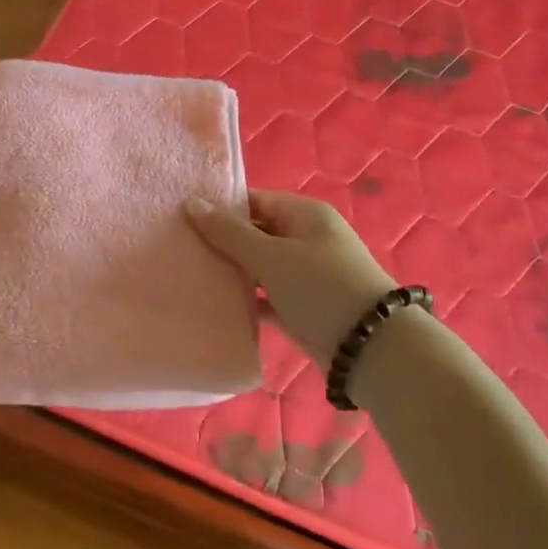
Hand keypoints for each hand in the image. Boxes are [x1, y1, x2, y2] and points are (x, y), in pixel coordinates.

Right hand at [186, 190, 395, 364]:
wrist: (370, 347)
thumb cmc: (320, 287)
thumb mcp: (271, 256)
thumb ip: (229, 233)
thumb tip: (191, 203)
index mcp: (304, 215)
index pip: (254, 201)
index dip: (220, 208)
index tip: (181, 218)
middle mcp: (305, 239)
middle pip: (254, 233)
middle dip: (220, 241)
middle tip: (177, 248)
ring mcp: (303, 274)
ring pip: (257, 267)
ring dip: (230, 272)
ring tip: (187, 274)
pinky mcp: (299, 306)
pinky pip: (264, 296)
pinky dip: (244, 299)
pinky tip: (212, 304)